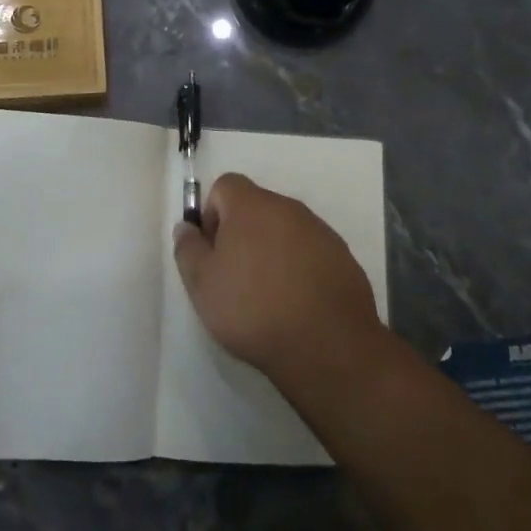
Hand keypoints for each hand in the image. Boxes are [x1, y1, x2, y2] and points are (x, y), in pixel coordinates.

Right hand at [172, 173, 380, 387]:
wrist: (326, 345)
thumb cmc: (253, 308)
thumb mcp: (202, 283)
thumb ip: (188, 248)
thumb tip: (186, 227)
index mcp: (252, 206)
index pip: (226, 185)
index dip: (212, 213)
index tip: (213, 250)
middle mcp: (289, 208)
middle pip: (257, 207)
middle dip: (242, 233)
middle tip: (235, 275)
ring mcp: (321, 232)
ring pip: (286, 230)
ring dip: (272, 250)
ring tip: (267, 294)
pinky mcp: (344, 258)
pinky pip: (312, 252)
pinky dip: (300, 268)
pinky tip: (296, 303)